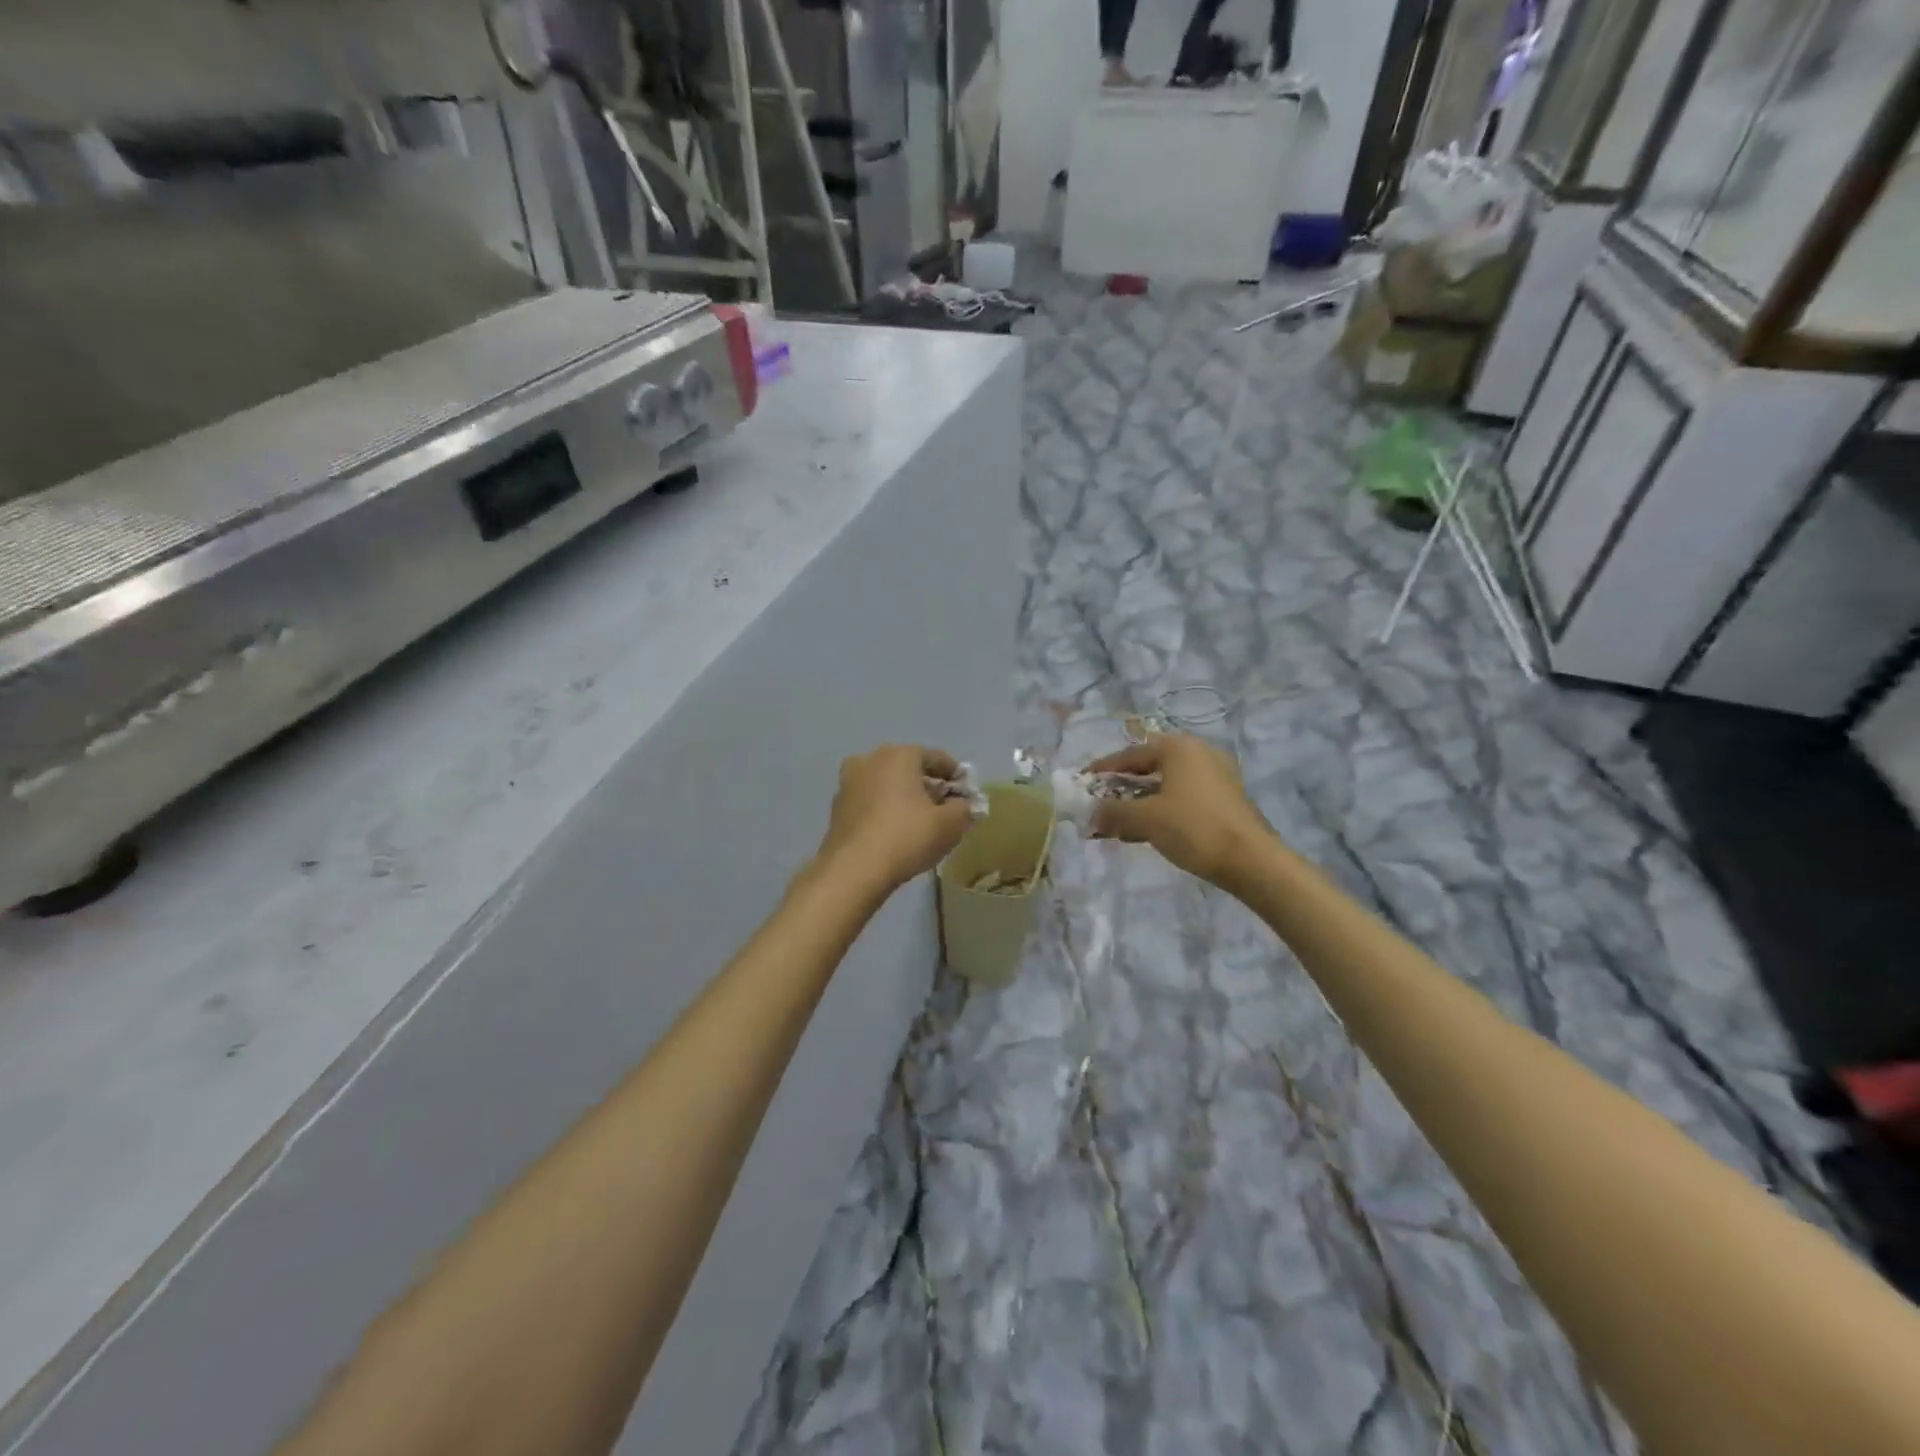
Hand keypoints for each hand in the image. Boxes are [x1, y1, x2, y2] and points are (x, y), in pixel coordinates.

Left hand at [814, 745, 974, 891]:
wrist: (853, 870)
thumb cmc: (907, 837)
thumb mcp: (950, 824)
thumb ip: (963, 808)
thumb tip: (961, 804)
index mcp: (900, 755)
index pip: (937, 758)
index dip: (956, 776)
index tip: (966, 794)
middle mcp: (871, 759)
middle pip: (909, 767)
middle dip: (928, 784)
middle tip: (943, 807)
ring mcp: (849, 781)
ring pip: (886, 783)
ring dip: (903, 796)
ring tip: (918, 820)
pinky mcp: (837, 806)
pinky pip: (870, 800)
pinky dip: (884, 808)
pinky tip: (894, 829)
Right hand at [1087, 734, 1273, 888]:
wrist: (1251, 861)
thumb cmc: (1193, 828)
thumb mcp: (1145, 819)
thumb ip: (1113, 812)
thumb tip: (1090, 814)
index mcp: (1178, 747)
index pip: (1130, 754)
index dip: (1103, 770)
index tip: (1082, 783)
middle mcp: (1198, 753)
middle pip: (1149, 767)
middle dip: (1122, 788)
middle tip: (1100, 804)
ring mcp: (1215, 775)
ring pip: (1166, 784)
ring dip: (1140, 802)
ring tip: (1119, 823)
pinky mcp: (1225, 798)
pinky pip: (1182, 797)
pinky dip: (1161, 809)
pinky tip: (1147, 831)